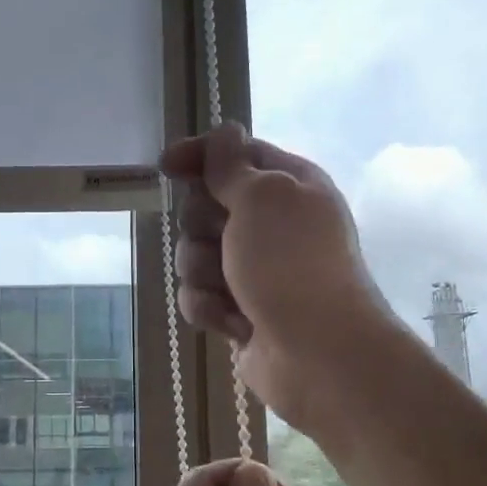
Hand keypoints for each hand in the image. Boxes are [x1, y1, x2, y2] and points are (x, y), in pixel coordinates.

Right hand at [160, 123, 398, 432]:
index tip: (167, 167)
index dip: (200, 156)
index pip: (235, 154)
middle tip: (224, 240)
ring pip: (194, 253)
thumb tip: (225, 132)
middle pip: (205, 205)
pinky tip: (234, 323)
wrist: (319, 354)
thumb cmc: (292, 264)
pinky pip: (198, 295)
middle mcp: (271, 224)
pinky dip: (209, 308)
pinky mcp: (238, 309)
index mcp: (288, 185)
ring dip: (203, 271)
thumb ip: (232, 166)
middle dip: (202, 225)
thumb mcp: (262, 198)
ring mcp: (254, 269)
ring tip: (231, 291)